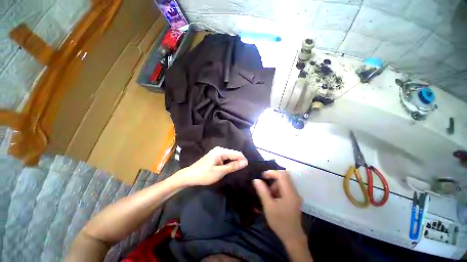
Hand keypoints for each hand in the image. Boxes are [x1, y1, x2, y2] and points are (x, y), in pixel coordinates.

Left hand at [176, 147, 247, 185]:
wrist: (189, 176)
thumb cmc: (204, 174)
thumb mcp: (220, 172)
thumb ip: (233, 166)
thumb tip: (245, 162)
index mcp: (220, 151)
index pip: (236, 153)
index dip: (242, 160)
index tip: (247, 167)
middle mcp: (219, 149)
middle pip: (233, 154)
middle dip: (238, 161)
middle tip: (242, 170)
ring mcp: (217, 152)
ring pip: (229, 156)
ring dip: (233, 162)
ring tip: (237, 170)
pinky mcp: (215, 156)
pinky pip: (225, 158)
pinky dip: (228, 163)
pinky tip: (229, 168)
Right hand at [253, 171, 304, 242]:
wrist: (292, 237)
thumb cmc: (279, 222)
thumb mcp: (268, 206)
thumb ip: (262, 191)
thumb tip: (256, 180)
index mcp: (289, 193)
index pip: (282, 175)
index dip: (271, 173)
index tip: (262, 176)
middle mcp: (294, 192)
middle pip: (284, 176)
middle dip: (273, 178)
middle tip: (265, 185)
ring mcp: (295, 195)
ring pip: (285, 182)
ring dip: (275, 184)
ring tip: (269, 195)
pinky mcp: (294, 198)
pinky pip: (285, 187)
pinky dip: (278, 189)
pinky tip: (274, 198)